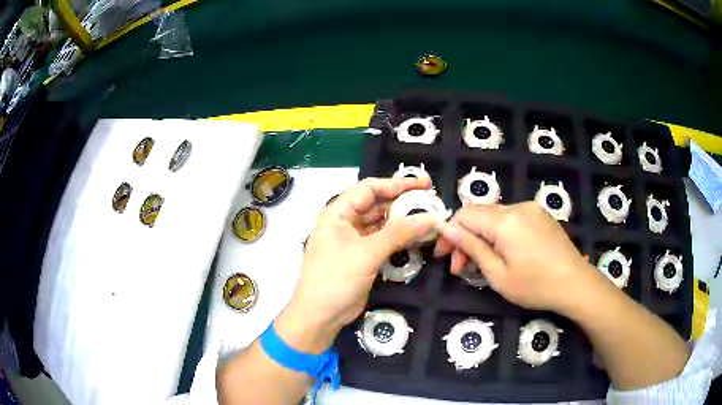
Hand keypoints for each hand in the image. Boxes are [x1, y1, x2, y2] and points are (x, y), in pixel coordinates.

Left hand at [276, 177, 437, 353]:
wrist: (320, 316)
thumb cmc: (335, 279)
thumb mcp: (366, 253)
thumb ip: (398, 234)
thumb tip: (431, 217)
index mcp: (338, 213)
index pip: (370, 188)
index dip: (397, 183)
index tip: (424, 184)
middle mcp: (345, 222)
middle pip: (378, 204)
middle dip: (403, 201)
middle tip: (431, 201)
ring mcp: (354, 241)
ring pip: (382, 223)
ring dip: (403, 221)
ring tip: (429, 217)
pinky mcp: (363, 258)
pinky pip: (384, 241)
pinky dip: (400, 238)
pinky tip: (418, 237)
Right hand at [434, 202, 599, 314]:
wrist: (575, 284)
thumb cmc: (535, 285)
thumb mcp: (498, 274)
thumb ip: (471, 247)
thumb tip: (447, 228)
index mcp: (505, 221)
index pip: (465, 214)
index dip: (450, 233)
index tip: (444, 257)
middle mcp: (517, 207)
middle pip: (480, 215)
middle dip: (465, 239)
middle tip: (460, 268)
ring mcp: (531, 209)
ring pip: (495, 218)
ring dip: (482, 237)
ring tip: (482, 264)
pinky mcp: (541, 216)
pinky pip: (512, 220)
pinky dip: (500, 234)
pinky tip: (504, 254)